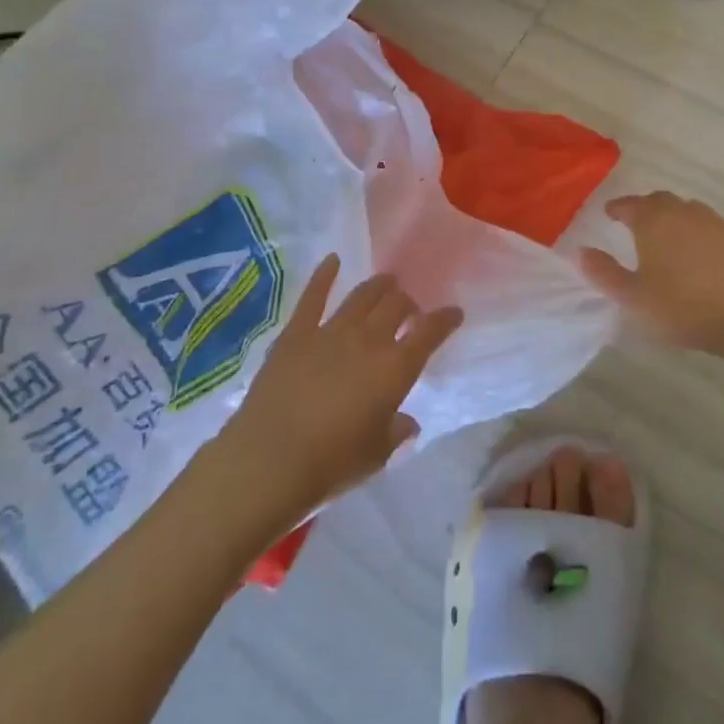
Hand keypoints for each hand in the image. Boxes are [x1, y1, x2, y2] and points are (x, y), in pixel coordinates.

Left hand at [225, 256, 462, 511]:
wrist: (269, 461)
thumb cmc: (331, 464)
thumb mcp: (376, 455)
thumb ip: (396, 432)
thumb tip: (407, 423)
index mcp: (395, 369)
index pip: (430, 333)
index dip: (445, 319)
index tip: (454, 313)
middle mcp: (369, 340)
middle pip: (397, 305)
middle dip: (408, 303)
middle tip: (409, 311)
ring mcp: (331, 332)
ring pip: (363, 296)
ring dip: (379, 286)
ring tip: (386, 283)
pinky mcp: (296, 333)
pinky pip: (313, 297)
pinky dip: (325, 275)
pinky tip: (333, 260)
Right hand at [581, 192, 723, 366]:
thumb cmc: (688, 306)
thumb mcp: (635, 298)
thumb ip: (605, 274)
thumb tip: (581, 251)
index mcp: (653, 219)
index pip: (628, 204)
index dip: (616, 209)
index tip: (608, 214)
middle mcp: (683, 211)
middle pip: (659, 201)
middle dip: (643, 210)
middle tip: (633, 226)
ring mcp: (715, 221)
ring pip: (685, 213)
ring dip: (672, 222)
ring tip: (664, 243)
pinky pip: (707, 228)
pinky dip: (695, 236)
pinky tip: (697, 259)